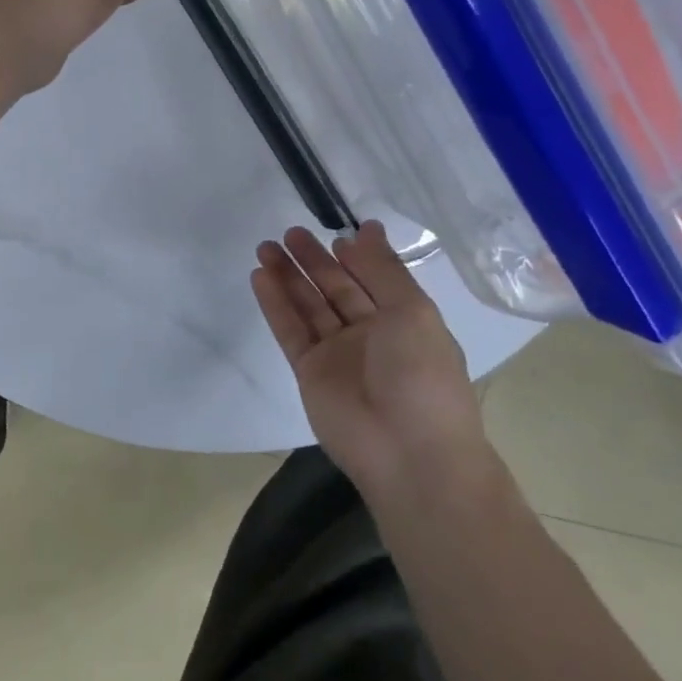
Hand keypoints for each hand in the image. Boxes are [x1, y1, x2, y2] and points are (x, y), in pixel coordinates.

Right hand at [253, 223, 486, 494]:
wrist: (407, 452)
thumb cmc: (421, 375)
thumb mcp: (413, 311)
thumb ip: (383, 269)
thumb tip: (368, 228)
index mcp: (404, 321)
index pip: (372, 280)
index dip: (354, 258)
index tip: (333, 234)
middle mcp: (369, 335)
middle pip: (334, 289)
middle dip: (313, 261)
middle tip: (288, 233)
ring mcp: (336, 354)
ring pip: (307, 306)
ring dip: (287, 277)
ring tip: (265, 247)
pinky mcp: (308, 371)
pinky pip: (289, 330)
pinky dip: (274, 303)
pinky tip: (260, 276)